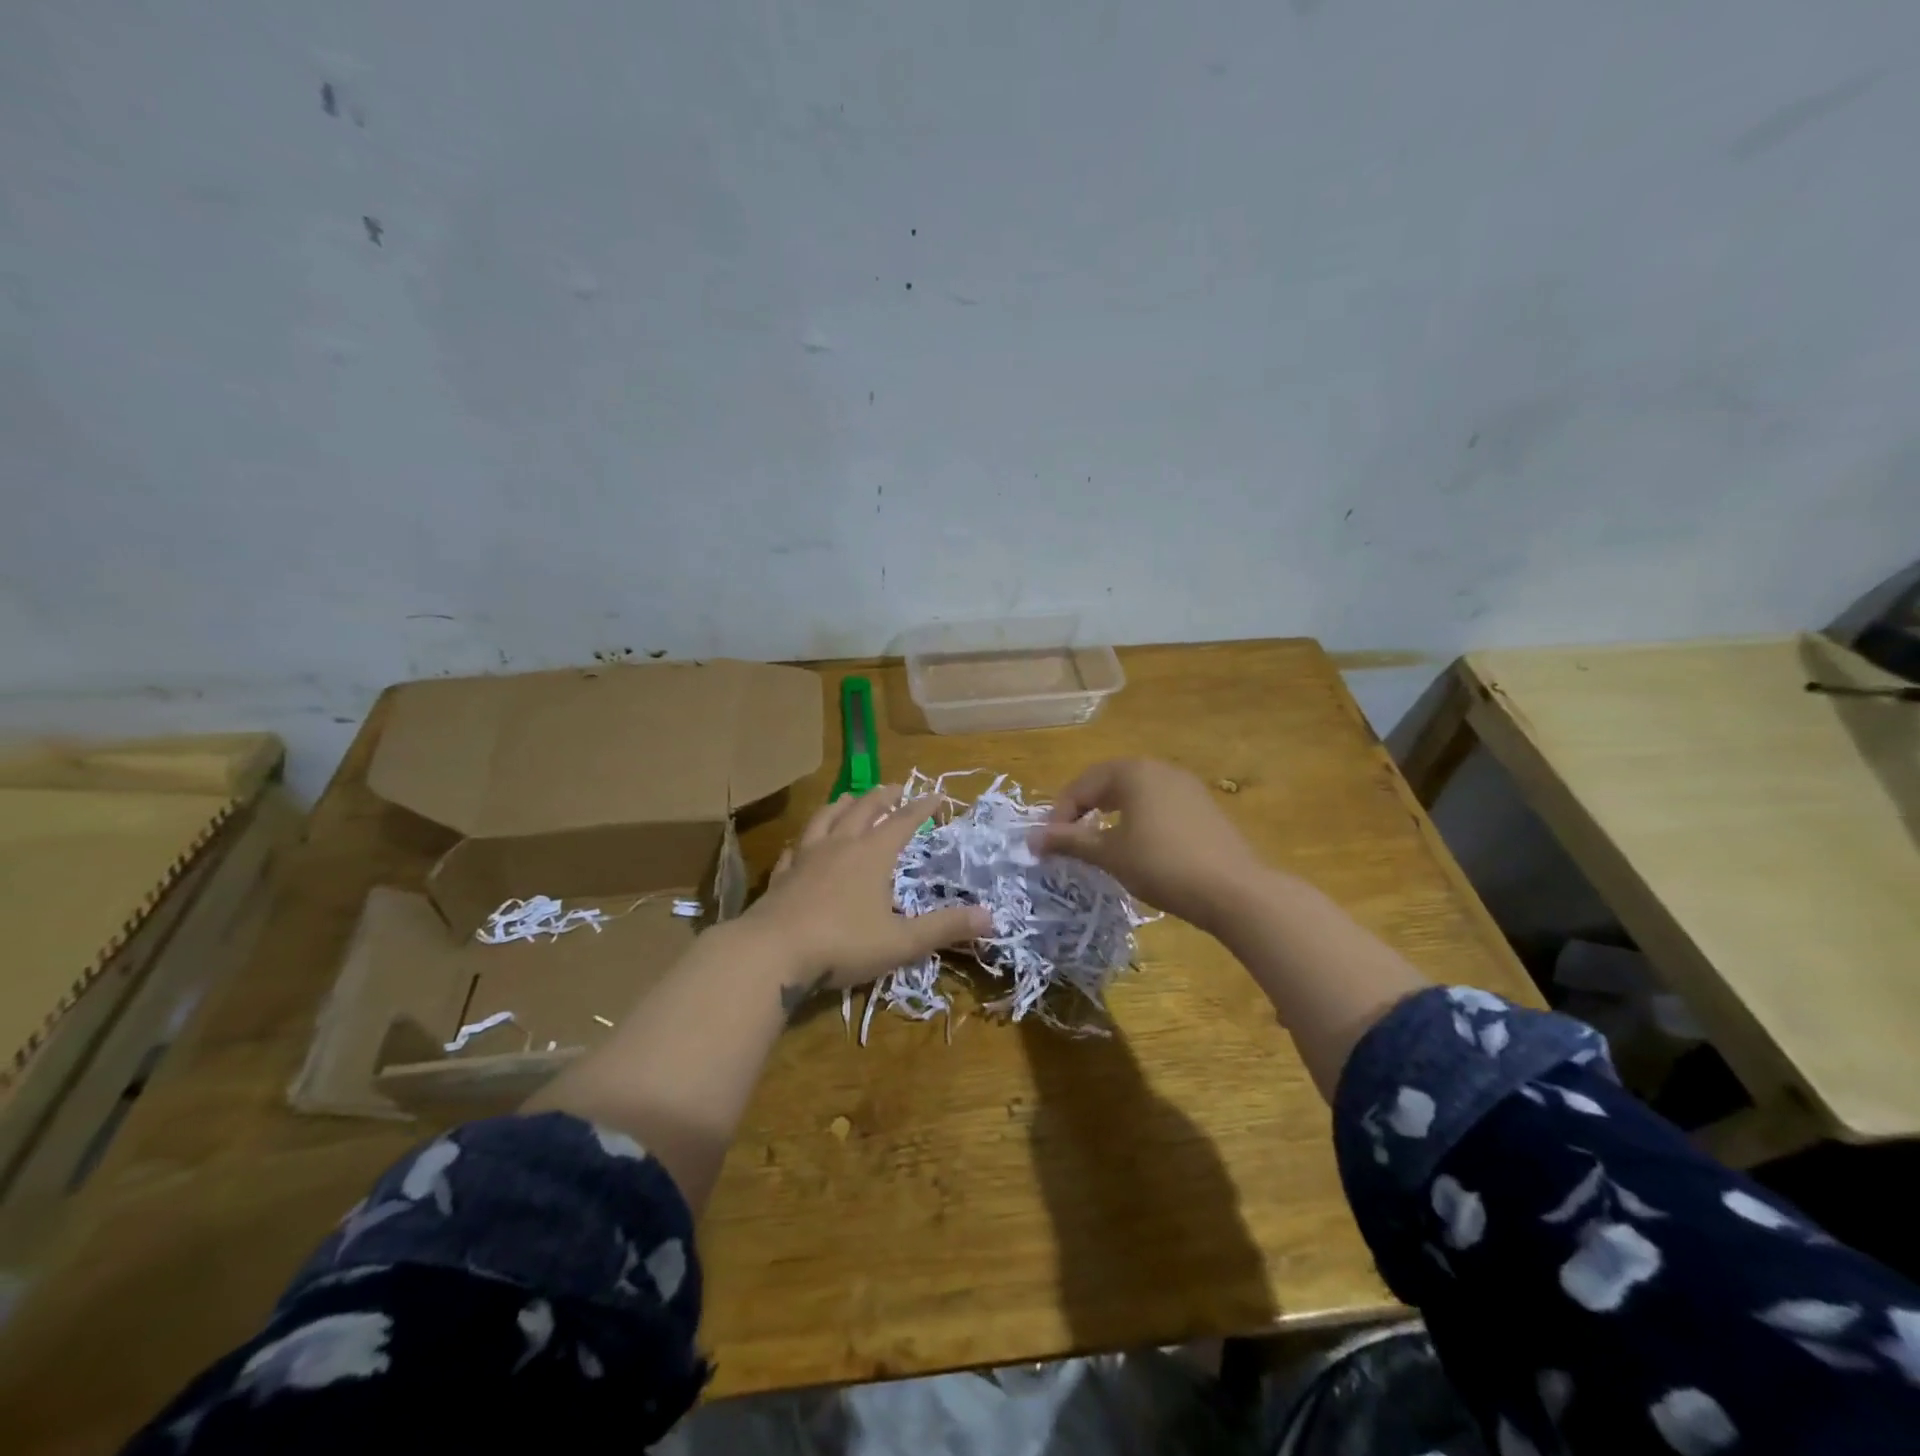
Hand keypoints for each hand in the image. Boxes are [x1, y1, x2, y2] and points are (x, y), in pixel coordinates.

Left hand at [743, 784, 990, 994]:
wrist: (772, 953)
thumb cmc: (843, 944)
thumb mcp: (902, 941)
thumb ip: (945, 927)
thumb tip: (990, 916)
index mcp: (872, 855)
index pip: (903, 822)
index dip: (922, 807)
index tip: (936, 794)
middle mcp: (839, 845)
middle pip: (863, 810)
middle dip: (882, 796)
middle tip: (894, 787)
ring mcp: (805, 858)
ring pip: (825, 819)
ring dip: (841, 805)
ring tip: (848, 798)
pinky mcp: (781, 876)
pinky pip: (795, 848)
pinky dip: (805, 840)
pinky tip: (801, 844)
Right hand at [1032, 758, 1263, 934]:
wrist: (1235, 890)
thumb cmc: (1162, 865)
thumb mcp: (1109, 854)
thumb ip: (1069, 841)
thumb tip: (1030, 838)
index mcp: (1133, 772)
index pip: (1082, 785)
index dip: (1059, 813)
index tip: (1049, 844)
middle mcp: (1159, 769)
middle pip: (1108, 783)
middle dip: (1084, 810)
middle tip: (1070, 840)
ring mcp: (1186, 786)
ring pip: (1135, 793)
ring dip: (1111, 815)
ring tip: (1101, 844)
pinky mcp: (1204, 807)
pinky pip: (1158, 805)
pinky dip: (1138, 820)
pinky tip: (1139, 848)